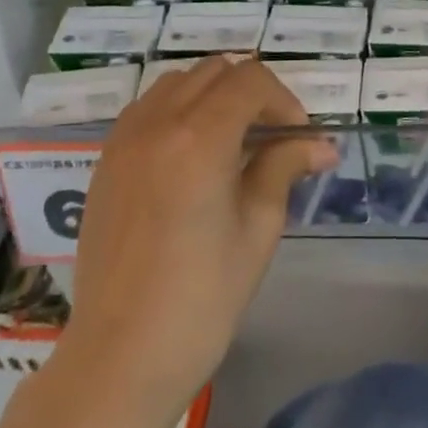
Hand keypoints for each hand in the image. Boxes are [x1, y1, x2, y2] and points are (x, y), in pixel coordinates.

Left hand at [61, 56, 333, 408]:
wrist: (121, 356)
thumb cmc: (203, 298)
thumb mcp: (258, 227)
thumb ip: (284, 167)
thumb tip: (322, 145)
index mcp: (198, 138)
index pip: (250, 80)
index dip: (284, 100)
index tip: (298, 138)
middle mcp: (156, 124)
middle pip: (214, 71)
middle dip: (252, 92)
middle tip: (271, 136)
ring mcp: (124, 140)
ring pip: (178, 82)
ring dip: (213, 95)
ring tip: (232, 140)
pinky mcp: (105, 161)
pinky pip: (148, 108)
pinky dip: (178, 110)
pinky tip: (192, 153)